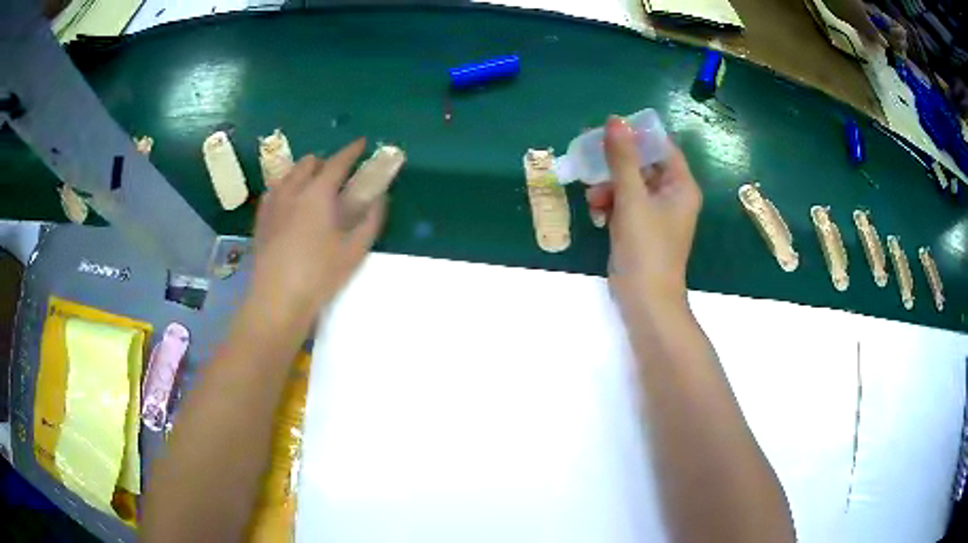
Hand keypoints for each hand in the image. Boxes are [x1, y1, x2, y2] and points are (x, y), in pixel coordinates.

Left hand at [248, 138, 388, 327]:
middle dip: (325, 162)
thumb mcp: (354, 250)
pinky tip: (289, 203)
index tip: (361, 143)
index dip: (351, 150)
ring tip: (313, 189)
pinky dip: (286, 188)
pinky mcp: (261, 219)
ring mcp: (272, 204)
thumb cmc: (320, 275)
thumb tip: (380, 198)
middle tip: (337, 177)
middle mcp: (292, 190)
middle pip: (308, 162)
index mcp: (317, 193)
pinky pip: (274, 191)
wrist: (277, 299)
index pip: (337, 162)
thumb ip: (371, 220)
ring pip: (289, 174)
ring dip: (304, 173)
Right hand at [587, 117, 700, 313]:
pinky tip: (597, 215)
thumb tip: (615, 120)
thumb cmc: (646, 247)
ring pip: (630, 185)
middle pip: (643, 165)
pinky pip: (626, 205)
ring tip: (593, 200)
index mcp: (681, 185)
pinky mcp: (642, 229)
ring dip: (609, 188)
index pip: (661, 147)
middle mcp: (673, 196)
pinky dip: (611, 205)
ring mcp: (657, 214)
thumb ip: (622, 158)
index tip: (608, 133)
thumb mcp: (632, 198)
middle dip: (616, 167)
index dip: (637, 137)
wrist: (645, 300)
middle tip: (591, 163)